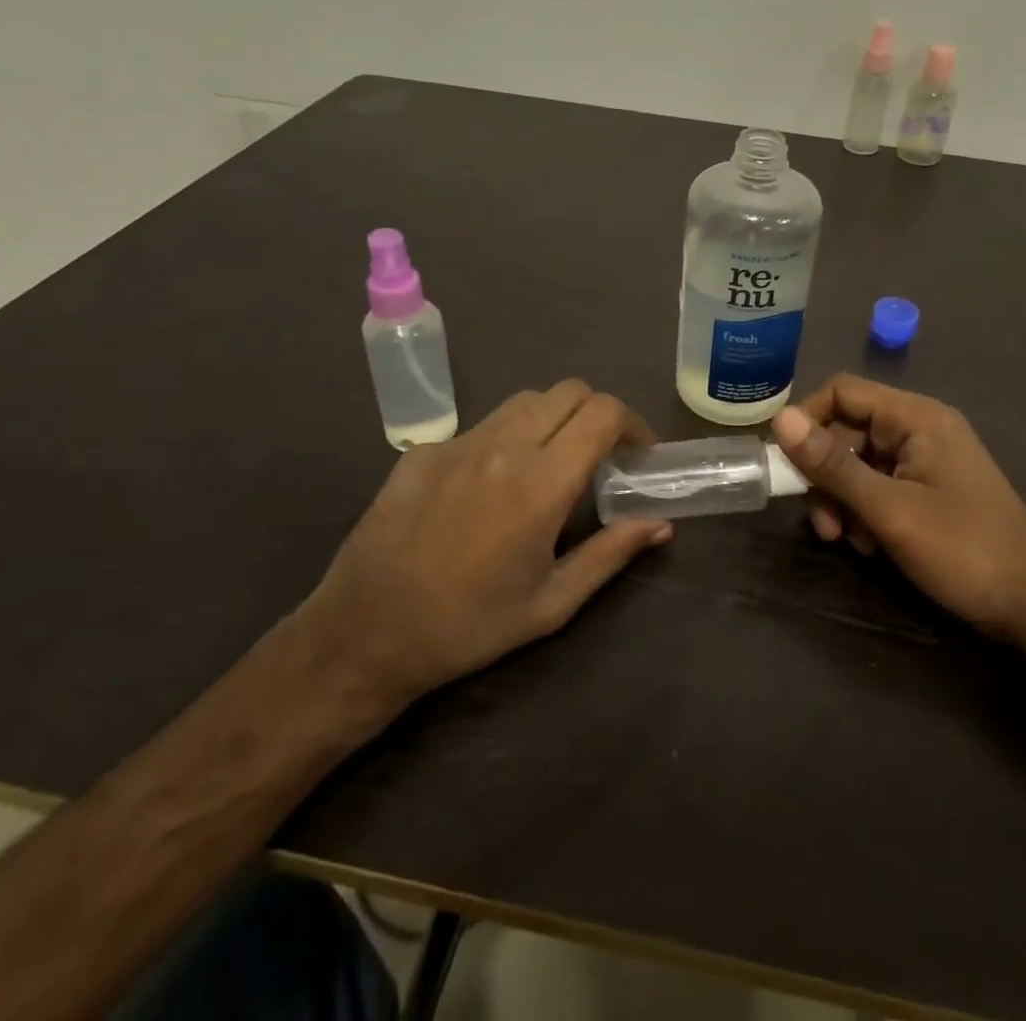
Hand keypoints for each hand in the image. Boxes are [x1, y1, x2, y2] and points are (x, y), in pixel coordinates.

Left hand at [297, 380, 669, 730]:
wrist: (364, 634)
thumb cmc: (469, 627)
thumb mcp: (552, 603)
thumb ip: (611, 553)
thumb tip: (661, 525)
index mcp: (541, 483)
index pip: (603, 413)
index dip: (633, 424)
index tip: (639, 454)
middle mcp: (503, 447)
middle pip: (569, 391)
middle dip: (598, 414)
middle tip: (602, 455)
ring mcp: (459, 443)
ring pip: (525, 401)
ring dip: (554, 419)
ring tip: (552, 462)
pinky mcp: (423, 451)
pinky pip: (481, 426)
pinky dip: (506, 439)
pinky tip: (491, 485)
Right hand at [772, 375, 1025, 643]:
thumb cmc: (964, 551)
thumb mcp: (889, 510)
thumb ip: (833, 465)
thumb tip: (780, 419)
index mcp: (916, 417)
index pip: (842, 392)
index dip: (807, 420)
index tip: (784, 463)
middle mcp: (919, 429)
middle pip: (847, 430)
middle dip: (826, 474)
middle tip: (822, 523)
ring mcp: (925, 460)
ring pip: (858, 463)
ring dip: (842, 499)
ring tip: (847, 540)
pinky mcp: (927, 489)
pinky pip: (878, 485)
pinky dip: (865, 511)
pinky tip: (871, 546)